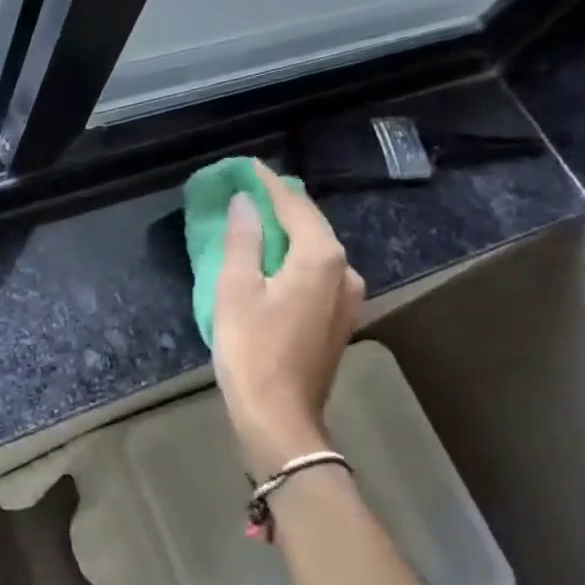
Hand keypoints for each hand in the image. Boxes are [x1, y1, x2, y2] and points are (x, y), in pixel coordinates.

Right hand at [212, 161, 365, 476]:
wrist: (279, 417)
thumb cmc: (251, 349)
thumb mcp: (236, 289)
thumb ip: (243, 239)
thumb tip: (245, 203)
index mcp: (321, 256)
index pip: (294, 205)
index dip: (267, 184)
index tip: (247, 167)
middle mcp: (345, 270)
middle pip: (311, 225)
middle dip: (280, 206)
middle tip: (248, 191)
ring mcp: (348, 297)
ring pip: (316, 251)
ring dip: (288, 234)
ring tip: (258, 223)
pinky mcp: (340, 319)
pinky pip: (318, 274)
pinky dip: (295, 260)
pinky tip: (274, 262)